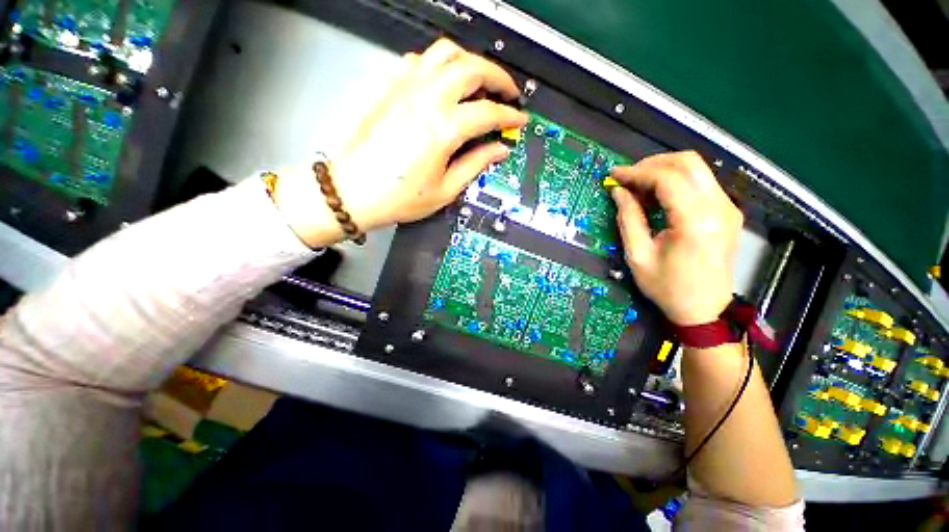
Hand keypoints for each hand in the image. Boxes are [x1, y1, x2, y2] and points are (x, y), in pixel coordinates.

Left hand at [331, 38, 527, 231]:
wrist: (353, 192)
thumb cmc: (395, 197)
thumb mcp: (445, 189)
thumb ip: (476, 164)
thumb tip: (497, 151)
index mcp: (442, 128)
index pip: (489, 112)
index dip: (509, 115)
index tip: (518, 119)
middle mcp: (425, 99)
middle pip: (472, 68)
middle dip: (498, 77)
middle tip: (507, 92)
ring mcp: (404, 88)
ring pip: (446, 53)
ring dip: (470, 62)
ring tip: (479, 81)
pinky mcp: (389, 88)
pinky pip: (419, 60)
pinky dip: (439, 64)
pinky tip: (443, 82)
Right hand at [609, 151, 742, 325]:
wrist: (703, 309)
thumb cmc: (667, 288)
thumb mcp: (638, 256)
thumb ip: (628, 219)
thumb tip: (618, 192)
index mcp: (696, 222)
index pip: (667, 178)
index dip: (637, 172)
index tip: (614, 176)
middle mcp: (719, 208)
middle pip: (687, 163)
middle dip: (651, 164)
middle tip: (626, 179)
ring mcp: (727, 207)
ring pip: (696, 168)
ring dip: (663, 170)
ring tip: (637, 186)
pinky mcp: (727, 211)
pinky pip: (700, 182)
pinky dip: (675, 181)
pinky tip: (656, 195)